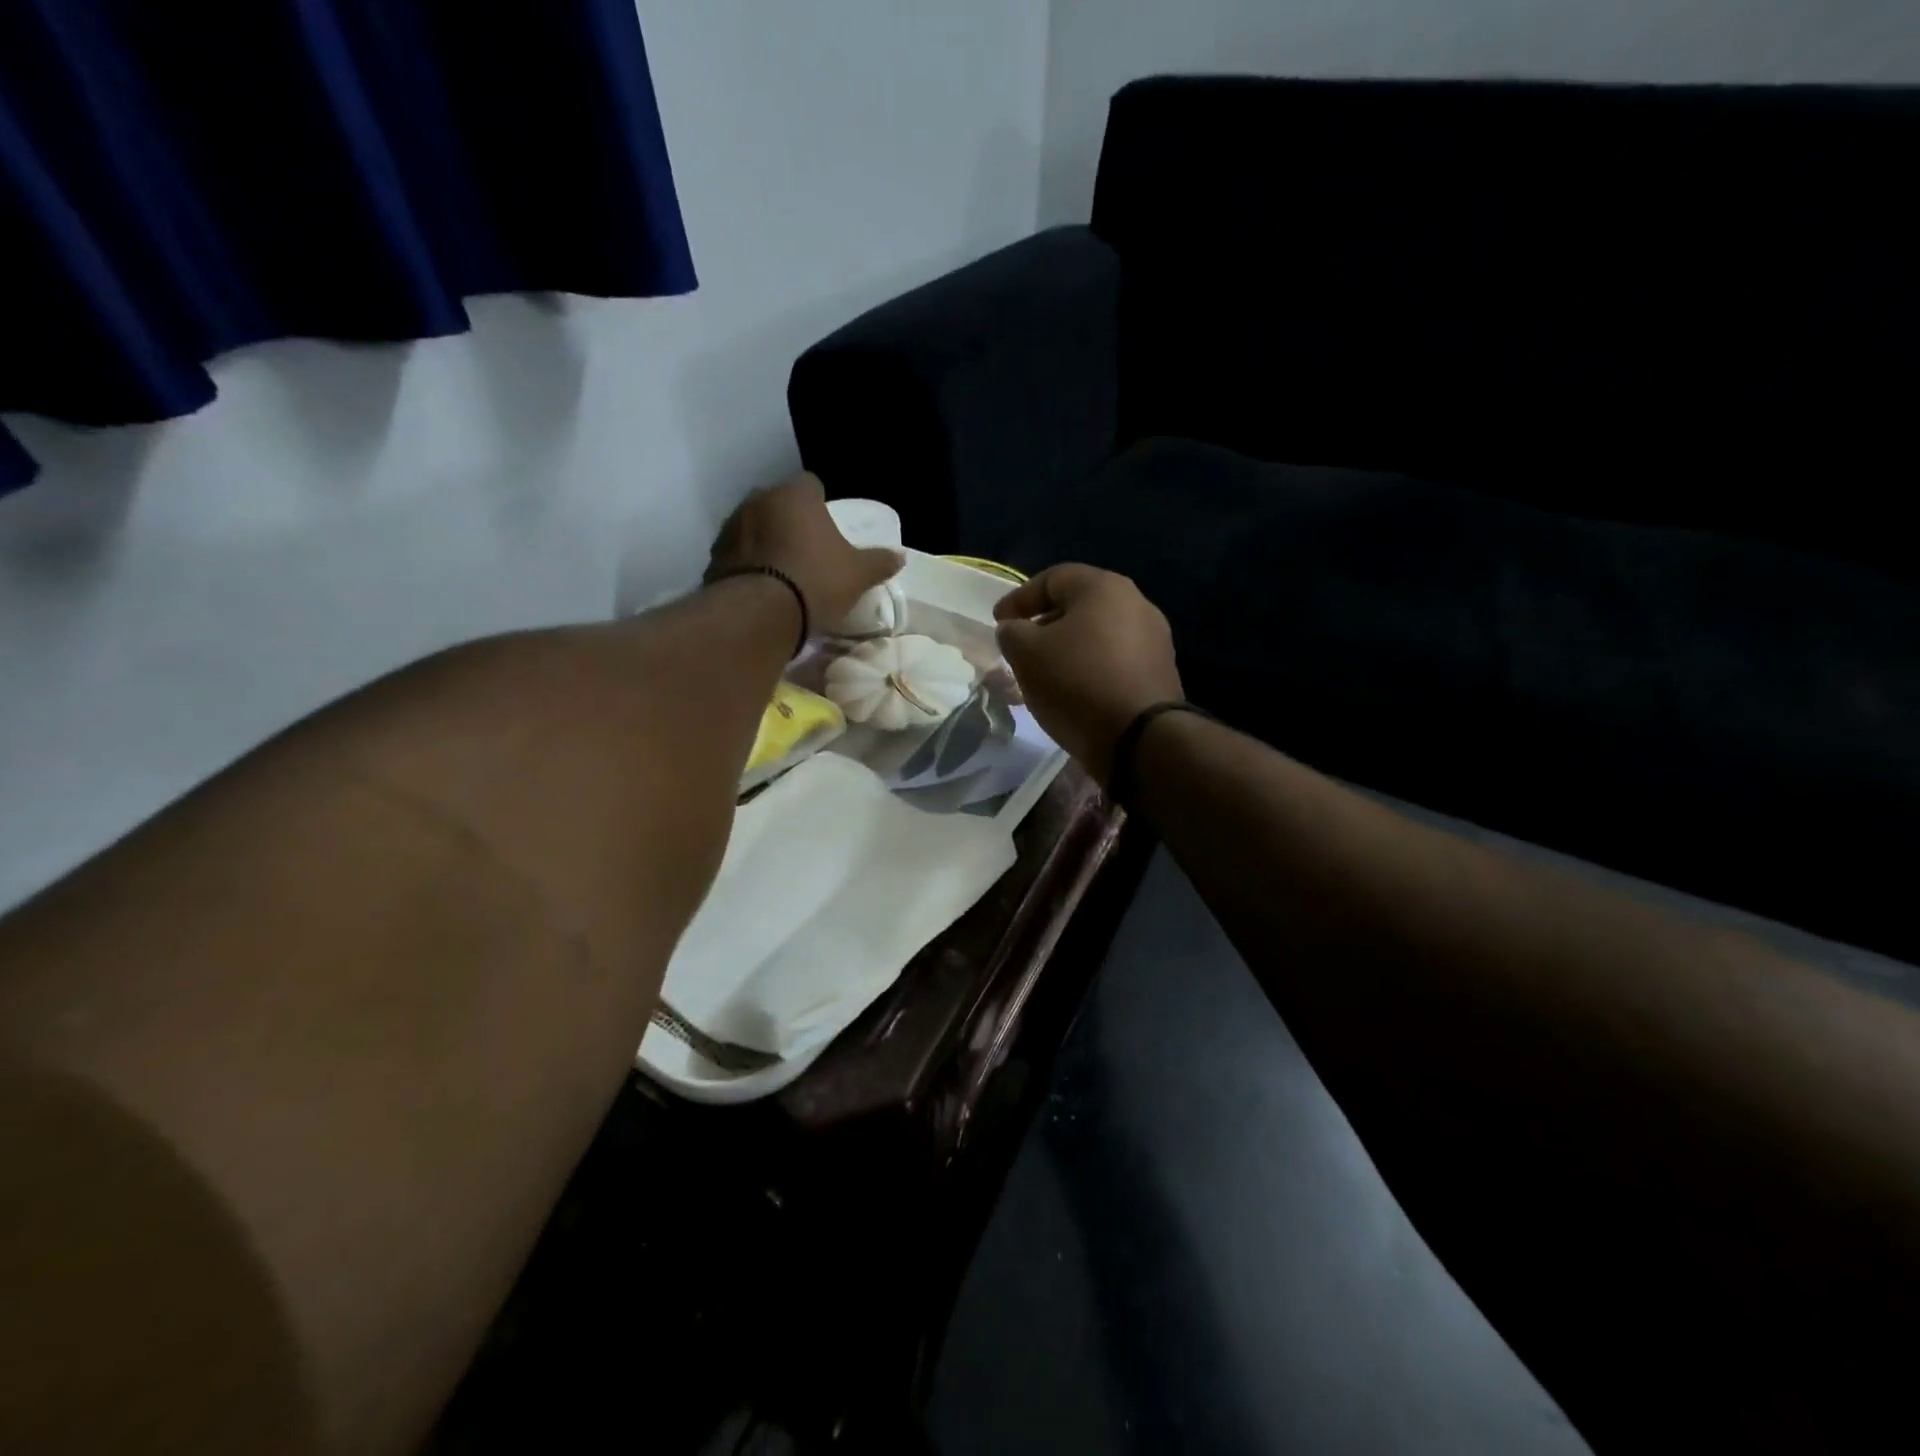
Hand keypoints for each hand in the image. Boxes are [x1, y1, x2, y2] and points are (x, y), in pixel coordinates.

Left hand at [706, 473, 902, 633]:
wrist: (759, 616)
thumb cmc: (816, 581)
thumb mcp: (857, 575)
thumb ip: (878, 562)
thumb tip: (900, 556)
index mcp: (794, 496)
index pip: (810, 485)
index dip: (820, 502)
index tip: (828, 525)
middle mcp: (757, 502)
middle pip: (777, 505)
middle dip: (789, 521)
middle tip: (806, 549)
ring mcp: (730, 529)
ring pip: (753, 529)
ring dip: (765, 543)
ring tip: (782, 572)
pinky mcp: (713, 559)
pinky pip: (736, 557)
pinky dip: (747, 566)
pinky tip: (761, 588)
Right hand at [994, 564, 1183, 785]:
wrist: (1140, 738)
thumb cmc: (1078, 683)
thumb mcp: (1027, 654)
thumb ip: (1012, 633)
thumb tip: (1015, 629)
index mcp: (1104, 587)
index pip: (1052, 578)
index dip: (1019, 598)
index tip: (998, 622)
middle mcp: (1136, 603)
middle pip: (1079, 605)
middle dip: (1045, 623)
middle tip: (1021, 647)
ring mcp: (1154, 639)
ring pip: (1098, 634)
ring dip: (1068, 648)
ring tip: (1045, 672)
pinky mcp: (1160, 671)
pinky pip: (1115, 660)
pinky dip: (1090, 667)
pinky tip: (1075, 690)